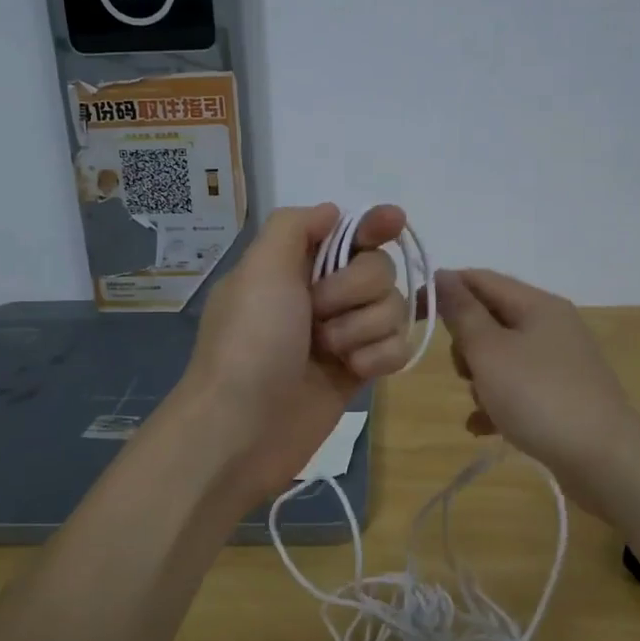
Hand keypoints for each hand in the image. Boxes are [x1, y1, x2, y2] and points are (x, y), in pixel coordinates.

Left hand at [179, 203, 414, 511]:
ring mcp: (342, 333)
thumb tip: (332, 212)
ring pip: (393, 308)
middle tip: (317, 313)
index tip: (394, 222)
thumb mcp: (260, 268)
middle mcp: (321, 294)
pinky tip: (353, 372)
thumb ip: (295, 227)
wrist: (242, 428)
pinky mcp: (358, 370)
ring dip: (363, 328)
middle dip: (355, 290)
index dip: (374, 225)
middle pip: (379, 269)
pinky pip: (397, 347)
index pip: (348, 232)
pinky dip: (379, 357)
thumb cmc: (250, 341)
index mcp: (294, 265)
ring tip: (328, 352)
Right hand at [435, 268, 639, 497]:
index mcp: (538, 304)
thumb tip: (444, 275)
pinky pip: (517, 388)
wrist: (604, 460)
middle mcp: (552, 326)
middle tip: (464, 371)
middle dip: (466, 344)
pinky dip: (497, 402)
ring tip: (482, 405)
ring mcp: (560, 362)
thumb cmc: (539, 397)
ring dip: (480, 379)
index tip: (414, 314)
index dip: (444, 290)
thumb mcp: (490, 351)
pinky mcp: (563, 396)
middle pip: (490, 319)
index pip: (480, 279)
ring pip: (501, 357)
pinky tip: (482, 428)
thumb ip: (463, 313)